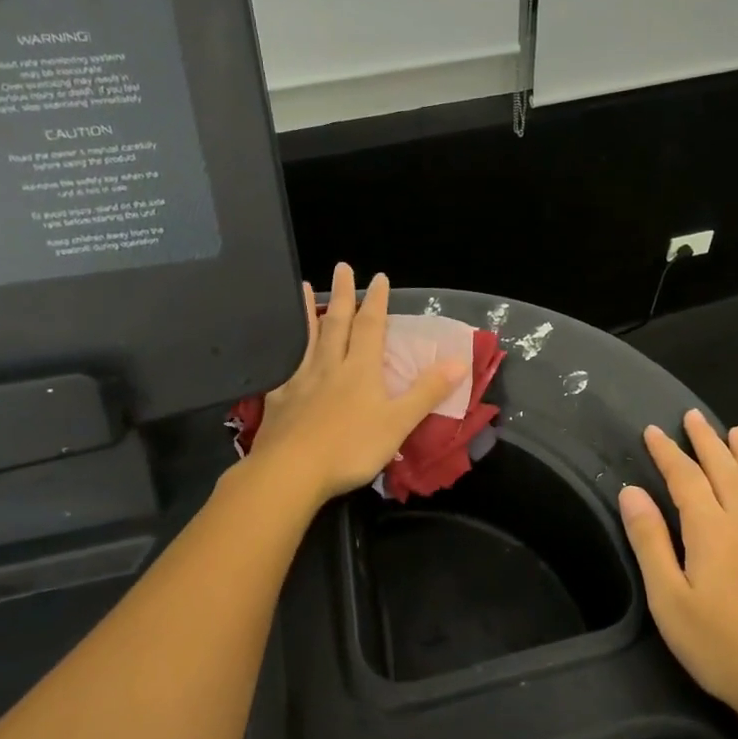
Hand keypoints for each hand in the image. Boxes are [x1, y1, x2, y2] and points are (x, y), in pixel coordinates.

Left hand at [248, 264, 468, 506]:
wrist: (290, 472)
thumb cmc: (350, 448)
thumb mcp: (398, 422)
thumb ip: (427, 391)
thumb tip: (459, 360)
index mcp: (361, 370)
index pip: (371, 327)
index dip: (377, 302)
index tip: (379, 277)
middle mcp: (329, 366)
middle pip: (337, 323)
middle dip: (343, 295)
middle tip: (342, 266)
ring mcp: (300, 381)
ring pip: (307, 339)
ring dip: (308, 312)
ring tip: (302, 287)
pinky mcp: (278, 401)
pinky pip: (285, 367)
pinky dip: (287, 352)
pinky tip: (283, 353)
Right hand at [618, 411, 737, 738]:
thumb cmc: (724, 649)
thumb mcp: (670, 602)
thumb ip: (651, 542)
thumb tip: (632, 491)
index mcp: (711, 529)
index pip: (685, 477)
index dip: (667, 452)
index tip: (653, 430)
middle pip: (725, 469)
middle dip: (706, 441)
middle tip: (693, 416)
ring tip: (735, 430)